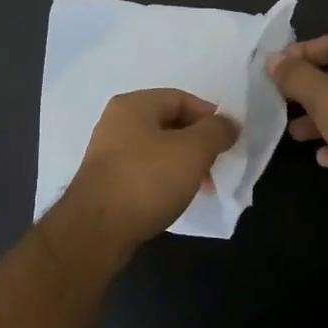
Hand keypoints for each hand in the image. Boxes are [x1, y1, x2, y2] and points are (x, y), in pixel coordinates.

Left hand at [46, 89, 238, 270]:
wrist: (97, 229)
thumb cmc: (146, 181)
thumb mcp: (191, 151)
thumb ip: (215, 132)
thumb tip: (228, 122)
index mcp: (133, 106)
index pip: (180, 98)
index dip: (209, 116)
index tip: (230, 140)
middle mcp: (117, 123)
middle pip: (168, 123)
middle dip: (198, 142)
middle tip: (218, 165)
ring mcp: (109, 152)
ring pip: (158, 149)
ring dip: (184, 163)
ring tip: (204, 187)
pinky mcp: (108, 180)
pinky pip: (145, 170)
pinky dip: (166, 179)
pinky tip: (178, 198)